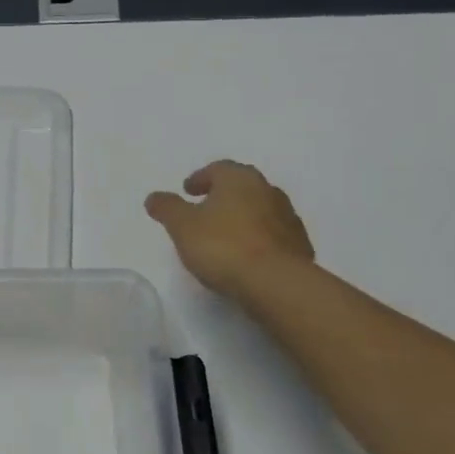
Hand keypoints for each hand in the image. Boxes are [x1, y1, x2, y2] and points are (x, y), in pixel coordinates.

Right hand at [145, 160, 314, 296]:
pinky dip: (258, 240)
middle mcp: (268, 191)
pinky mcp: (300, 246)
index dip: (200, 178)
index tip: (188, 191)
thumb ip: (167, 208)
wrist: (276, 283)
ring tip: (224, 237)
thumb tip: (154, 197)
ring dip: (242, 218)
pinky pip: (273, 236)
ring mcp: (288, 219)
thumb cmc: (223, 245)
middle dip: (223, 196)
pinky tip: (246, 257)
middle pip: (242, 188)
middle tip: (205, 210)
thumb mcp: (181, 225)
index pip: (218, 169)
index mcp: (239, 179)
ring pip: (259, 211)